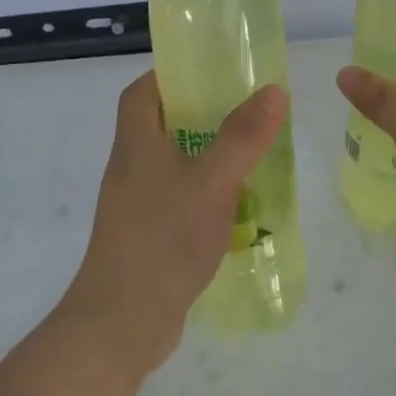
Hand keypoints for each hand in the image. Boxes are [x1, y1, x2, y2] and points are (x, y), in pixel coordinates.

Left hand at [66, 71, 288, 371]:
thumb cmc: (163, 240)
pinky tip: (239, 212)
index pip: (140, 93)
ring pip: (174, 169)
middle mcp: (131, 171)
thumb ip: (242, 137)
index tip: (208, 74)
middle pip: (160, 129)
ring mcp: (137, 209)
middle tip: (246, 116)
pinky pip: (180, 205)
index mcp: (136, 146)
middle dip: (201, 118)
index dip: (168, 76)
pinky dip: (207, 200)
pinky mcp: (148, 240)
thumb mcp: (211, 182)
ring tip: (253, 160)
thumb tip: (273, 90)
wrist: (122, 322)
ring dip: (208, 161)